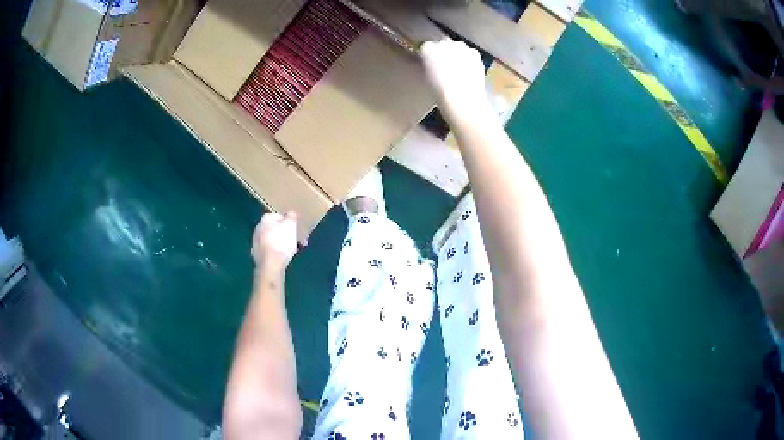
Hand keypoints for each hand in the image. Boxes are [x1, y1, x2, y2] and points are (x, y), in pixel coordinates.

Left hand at [251, 212, 298, 269]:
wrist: (270, 264)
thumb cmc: (282, 242)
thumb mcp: (291, 225)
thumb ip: (292, 216)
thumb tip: (290, 213)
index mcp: (266, 218)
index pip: (280, 216)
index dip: (290, 223)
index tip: (297, 230)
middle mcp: (258, 228)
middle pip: (276, 228)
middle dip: (287, 234)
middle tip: (298, 242)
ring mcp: (256, 242)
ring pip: (273, 240)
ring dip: (282, 243)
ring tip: (292, 251)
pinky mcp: (256, 254)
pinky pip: (269, 250)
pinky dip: (276, 252)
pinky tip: (282, 257)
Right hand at [420, 39, 490, 122]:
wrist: (462, 99)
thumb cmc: (439, 92)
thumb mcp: (425, 77)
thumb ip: (427, 65)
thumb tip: (430, 64)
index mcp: (427, 49)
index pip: (426, 47)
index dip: (428, 56)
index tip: (430, 64)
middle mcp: (444, 43)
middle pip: (443, 43)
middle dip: (444, 52)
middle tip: (445, 67)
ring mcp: (461, 47)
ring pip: (458, 47)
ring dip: (457, 54)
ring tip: (459, 70)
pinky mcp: (475, 53)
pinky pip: (470, 53)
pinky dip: (469, 59)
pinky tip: (469, 71)